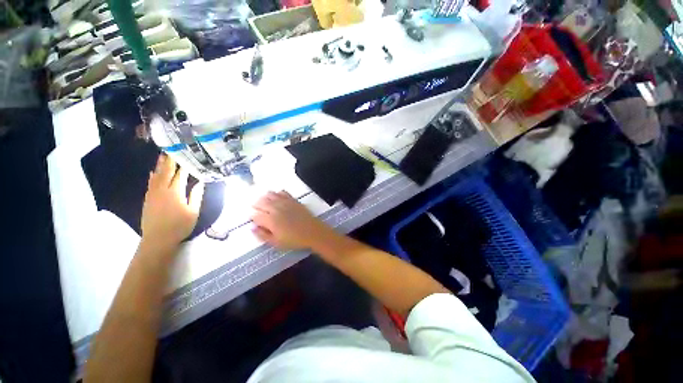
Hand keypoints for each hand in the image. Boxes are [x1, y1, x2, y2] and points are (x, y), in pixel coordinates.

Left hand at [141, 154, 203, 249]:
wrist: (157, 239)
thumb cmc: (180, 226)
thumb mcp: (193, 212)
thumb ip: (196, 195)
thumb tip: (200, 181)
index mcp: (175, 192)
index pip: (180, 174)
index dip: (184, 164)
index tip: (187, 154)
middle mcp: (162, 189)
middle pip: (166, 171)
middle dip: (170, 160)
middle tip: (172, 148)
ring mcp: (153, 193)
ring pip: (156, 175)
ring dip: (160, 165)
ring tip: (163, 155)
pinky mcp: (148, 198)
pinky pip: (150, 182)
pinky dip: (152, 175)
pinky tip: (153, 171)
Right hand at [252, 191, 334, 250]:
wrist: (312, 232)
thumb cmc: (294, 240)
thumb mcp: (276, 243)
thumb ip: (262, 235)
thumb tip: (252, 227)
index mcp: (270, 220)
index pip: (255, 215)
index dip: (252, 218)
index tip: (255, 221)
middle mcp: (276, 208)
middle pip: (260, 202)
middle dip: (256, 206)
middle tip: (258, 212)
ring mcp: (285, 202)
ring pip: (269, 194)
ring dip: (265, 199)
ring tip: (266, 205)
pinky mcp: (293, 199)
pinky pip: (281, 192)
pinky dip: (276, 194)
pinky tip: (277, 199)